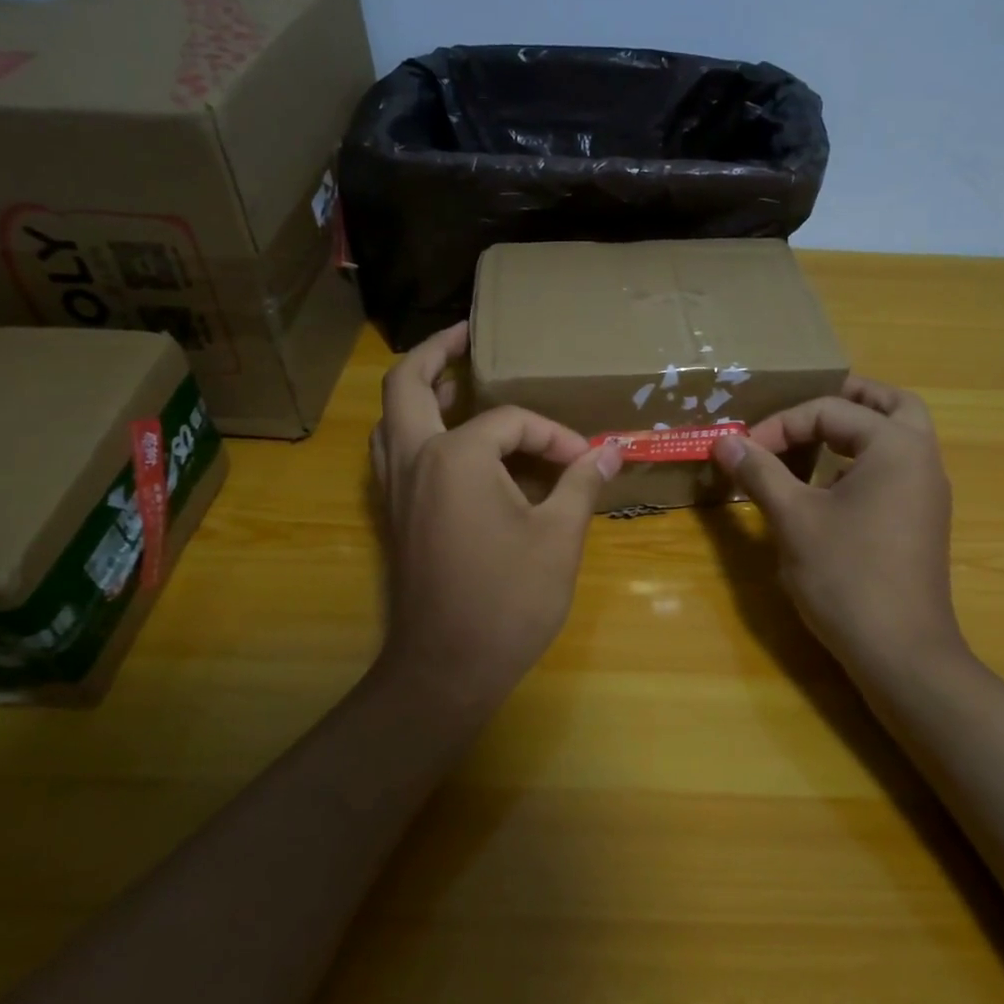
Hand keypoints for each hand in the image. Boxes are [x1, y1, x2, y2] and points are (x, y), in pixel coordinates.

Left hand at [370, 323, 621, 707]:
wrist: (445, 669)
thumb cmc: (507, 600)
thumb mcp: (558, 537)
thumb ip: (582, 483)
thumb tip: (613, 448)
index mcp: (454, 456)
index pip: (510, 422)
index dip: (553, 436)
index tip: (586, 460)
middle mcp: (413, 458)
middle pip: (407, 385)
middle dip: (435, 352)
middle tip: (466, 335)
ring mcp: (394, 487)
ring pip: (390, 418)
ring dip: (418, 391)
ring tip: (454, 381)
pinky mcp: (392, 514)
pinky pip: (393, 451)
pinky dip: (413, 429)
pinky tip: (447, 442)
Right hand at [711, 376, 966, 680]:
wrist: (901, 653)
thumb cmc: (846, 576)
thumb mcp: (793, 519)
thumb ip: (760, 472)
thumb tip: (724, 441)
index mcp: (895, 447)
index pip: (831, 410)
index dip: (780, 425)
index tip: (743, 452)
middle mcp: (922, 460)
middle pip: (892, 405)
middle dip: (846, 399)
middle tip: (804, 408)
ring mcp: (927, 493)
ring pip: (899, 438)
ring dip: (858, 430)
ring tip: (812, 440)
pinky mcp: (921, 522)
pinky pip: (896, 470)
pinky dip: (865, 461)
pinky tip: (828, 487)